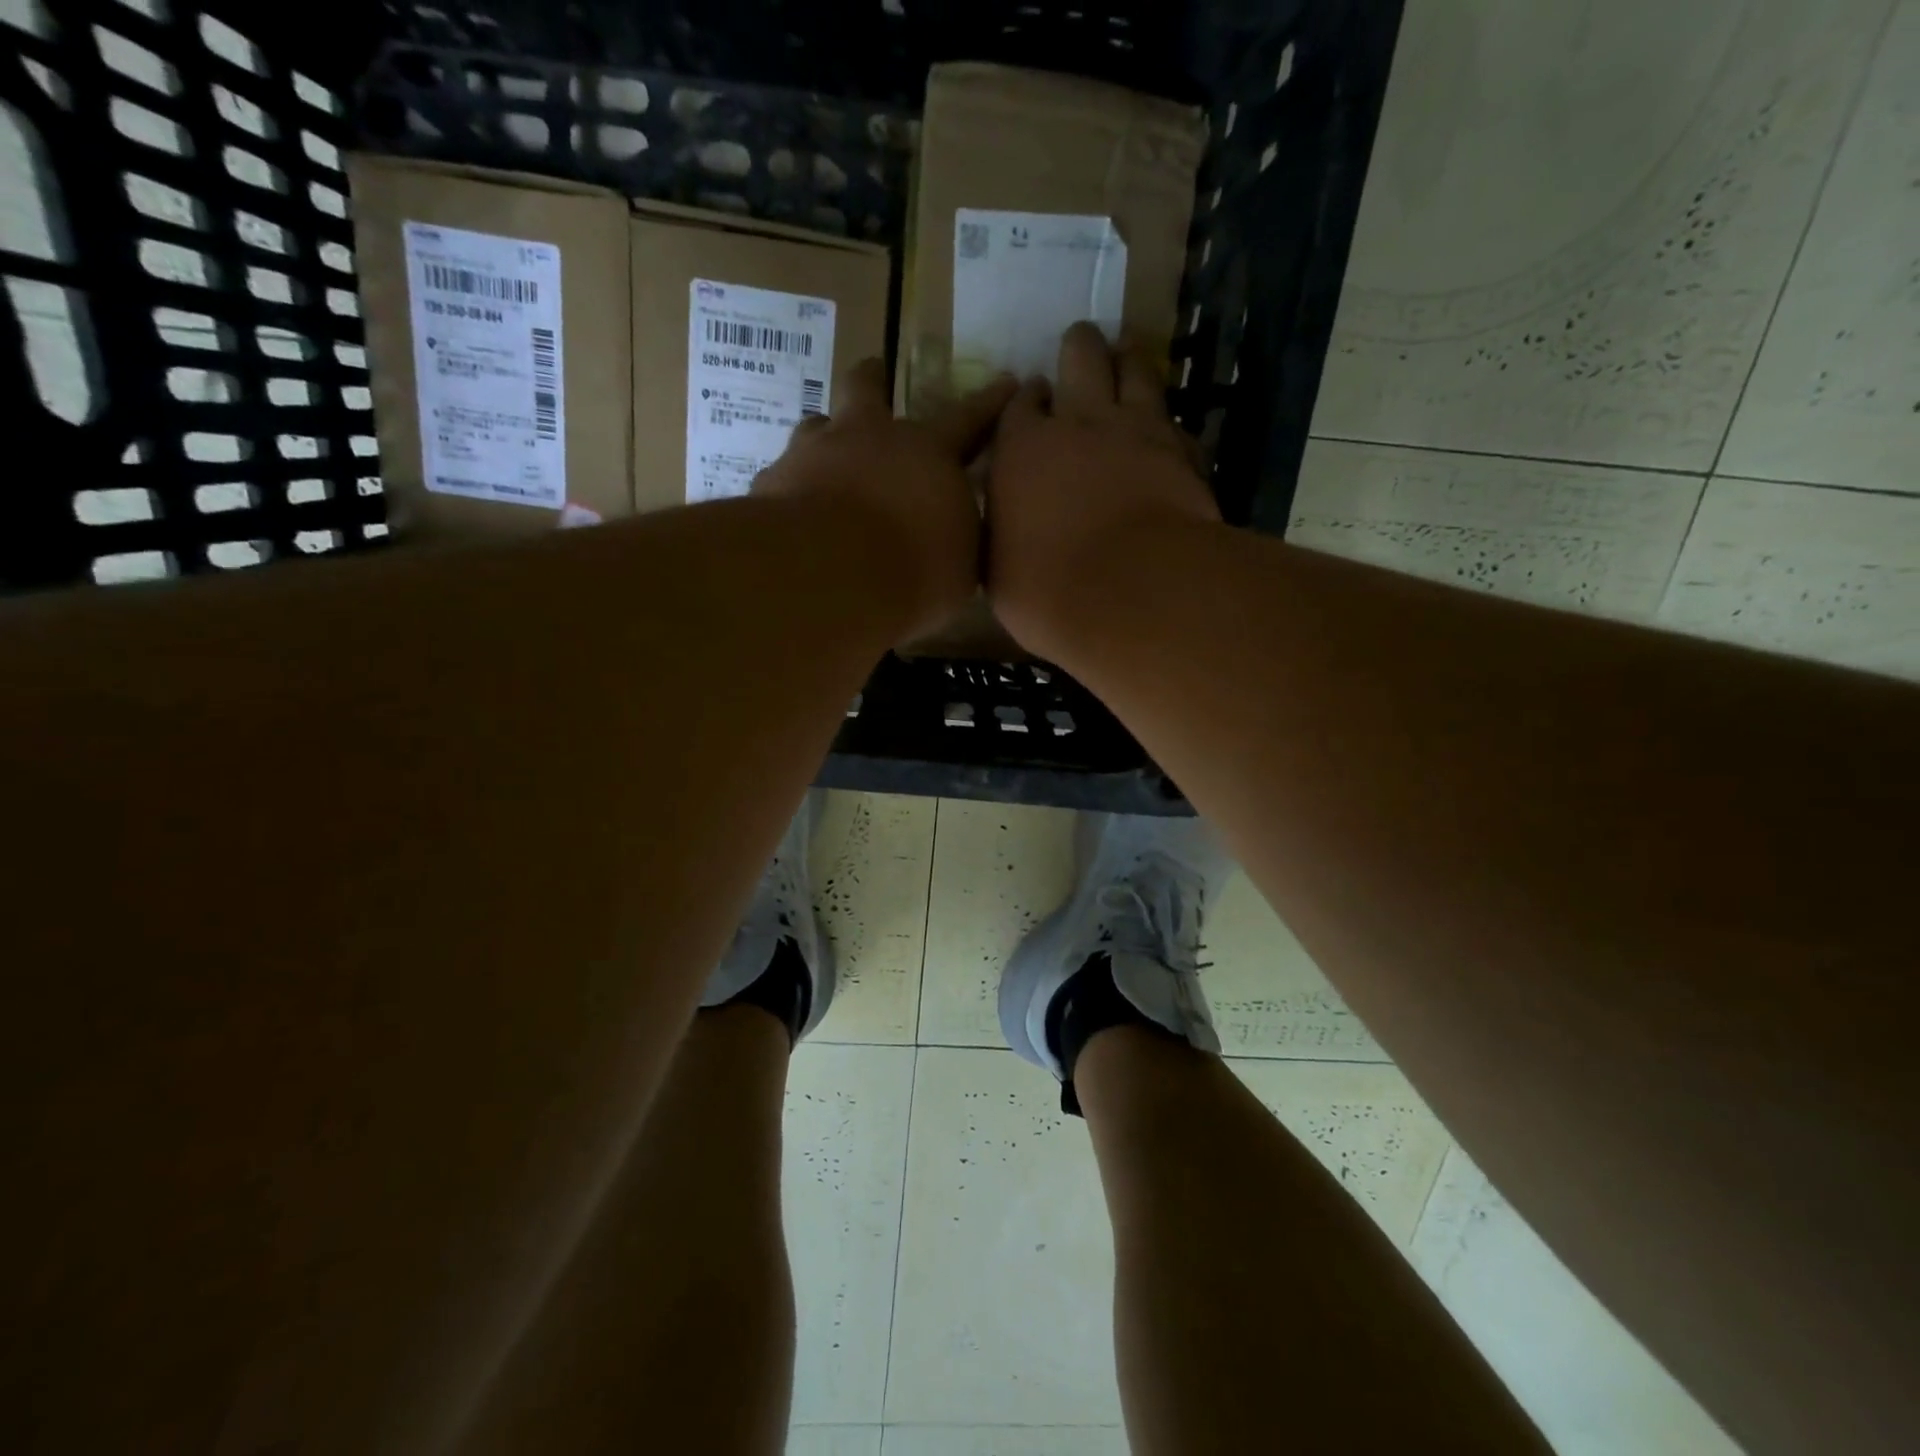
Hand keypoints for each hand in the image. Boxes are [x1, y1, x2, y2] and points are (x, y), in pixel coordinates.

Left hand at [755, 358, 1015, 640]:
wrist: (829, 576)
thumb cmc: (913, 569)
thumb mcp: (961, 567)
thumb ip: (959, 541)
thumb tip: (955, 537)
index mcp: (927, 452)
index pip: (969, 419)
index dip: (990, 403)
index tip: (1007, 382)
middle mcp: (867, 437)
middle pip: (868, 388)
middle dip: (875, 379)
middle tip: (875, 375)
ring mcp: (812, 453)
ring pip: (816, 426)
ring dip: (825, 438)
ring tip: (825, 458)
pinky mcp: (772, 482)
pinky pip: (784, 477)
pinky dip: (793, 490)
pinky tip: (794, 516)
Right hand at [986, 323, 1220, 654]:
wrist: (1131, 591)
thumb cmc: (1046, 590)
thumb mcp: (998, 570)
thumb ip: (1002, 534)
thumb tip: (1006, 528)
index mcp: (1022, 449)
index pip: (1020, 406)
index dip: (1027, 398)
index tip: (1033, 395)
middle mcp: (1078, 423)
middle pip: (1081, 359)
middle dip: (1079, 348)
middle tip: (1081, 344)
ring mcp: (1137, 430)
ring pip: (1136, 370)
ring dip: (1129, 360)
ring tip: (1127, 356)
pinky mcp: (1183, 452)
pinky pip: (1175, 422)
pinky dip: (1167, 424)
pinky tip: (1167, 433)